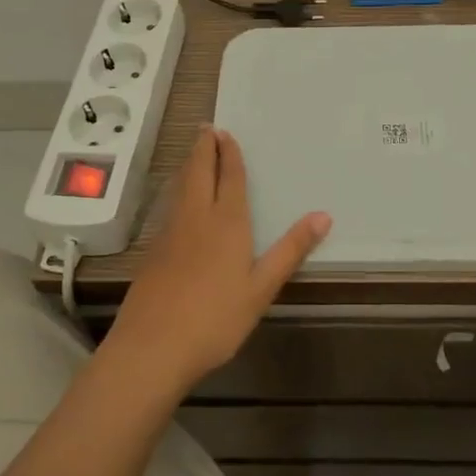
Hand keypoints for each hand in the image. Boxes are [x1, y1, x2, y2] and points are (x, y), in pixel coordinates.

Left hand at [102, 126, 330, 398]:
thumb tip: (323, 215)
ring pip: (181, 187)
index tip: (226, 133)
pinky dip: (178, 189)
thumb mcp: (261, 288)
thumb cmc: (215, 319)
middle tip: (206, 128)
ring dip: (189, 165)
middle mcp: (197, 218)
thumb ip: (290, 250)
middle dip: (204, 149)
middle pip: (199, 173)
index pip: (230, 178)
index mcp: (227, 223)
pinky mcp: (154, 250)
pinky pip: (170, 206)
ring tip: (194, 152)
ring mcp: (171, 233)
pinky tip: (178, 199)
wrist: (152, 347)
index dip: (229, 154)